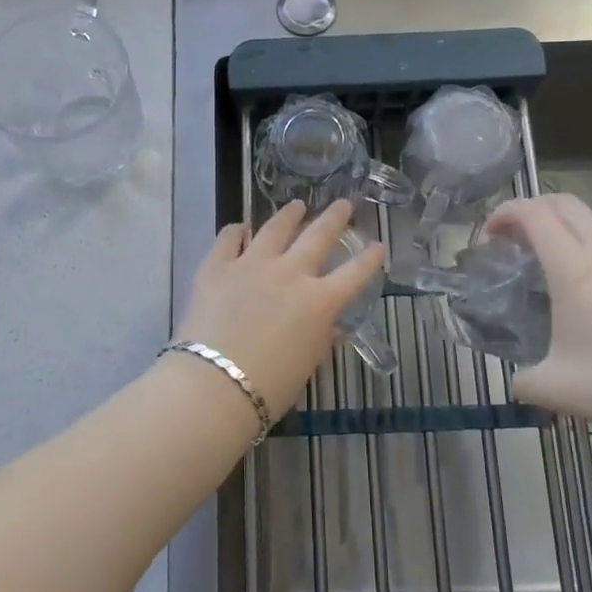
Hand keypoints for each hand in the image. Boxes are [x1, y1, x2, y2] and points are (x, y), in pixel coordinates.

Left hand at [177, 199, 384, 417]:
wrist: (213, 385)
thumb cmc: (268, 388)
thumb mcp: (307, 365)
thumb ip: (321, 339)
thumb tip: (332, 326)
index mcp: (319, 302)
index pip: (354, 274)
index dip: (370, 259)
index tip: (378, 245)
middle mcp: (290, 273)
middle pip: (318, 236)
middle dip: (334, 218)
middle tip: (343, 204)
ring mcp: (251, 264)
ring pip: (275, 228)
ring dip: (289, 215)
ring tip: (296, 205)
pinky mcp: (216, 266)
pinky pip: (229, 238)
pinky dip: (238, 231)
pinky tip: (241, 227)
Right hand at [487, 193, 591, 436]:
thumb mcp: (555, 389)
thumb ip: (522, 379)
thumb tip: (516, 380)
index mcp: (575, 270)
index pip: (535, 215)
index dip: (507, 212)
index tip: (491, 232)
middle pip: (566, 204)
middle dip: (535, 208)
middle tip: (518, 236)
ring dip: (571, 235)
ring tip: (563, 272)